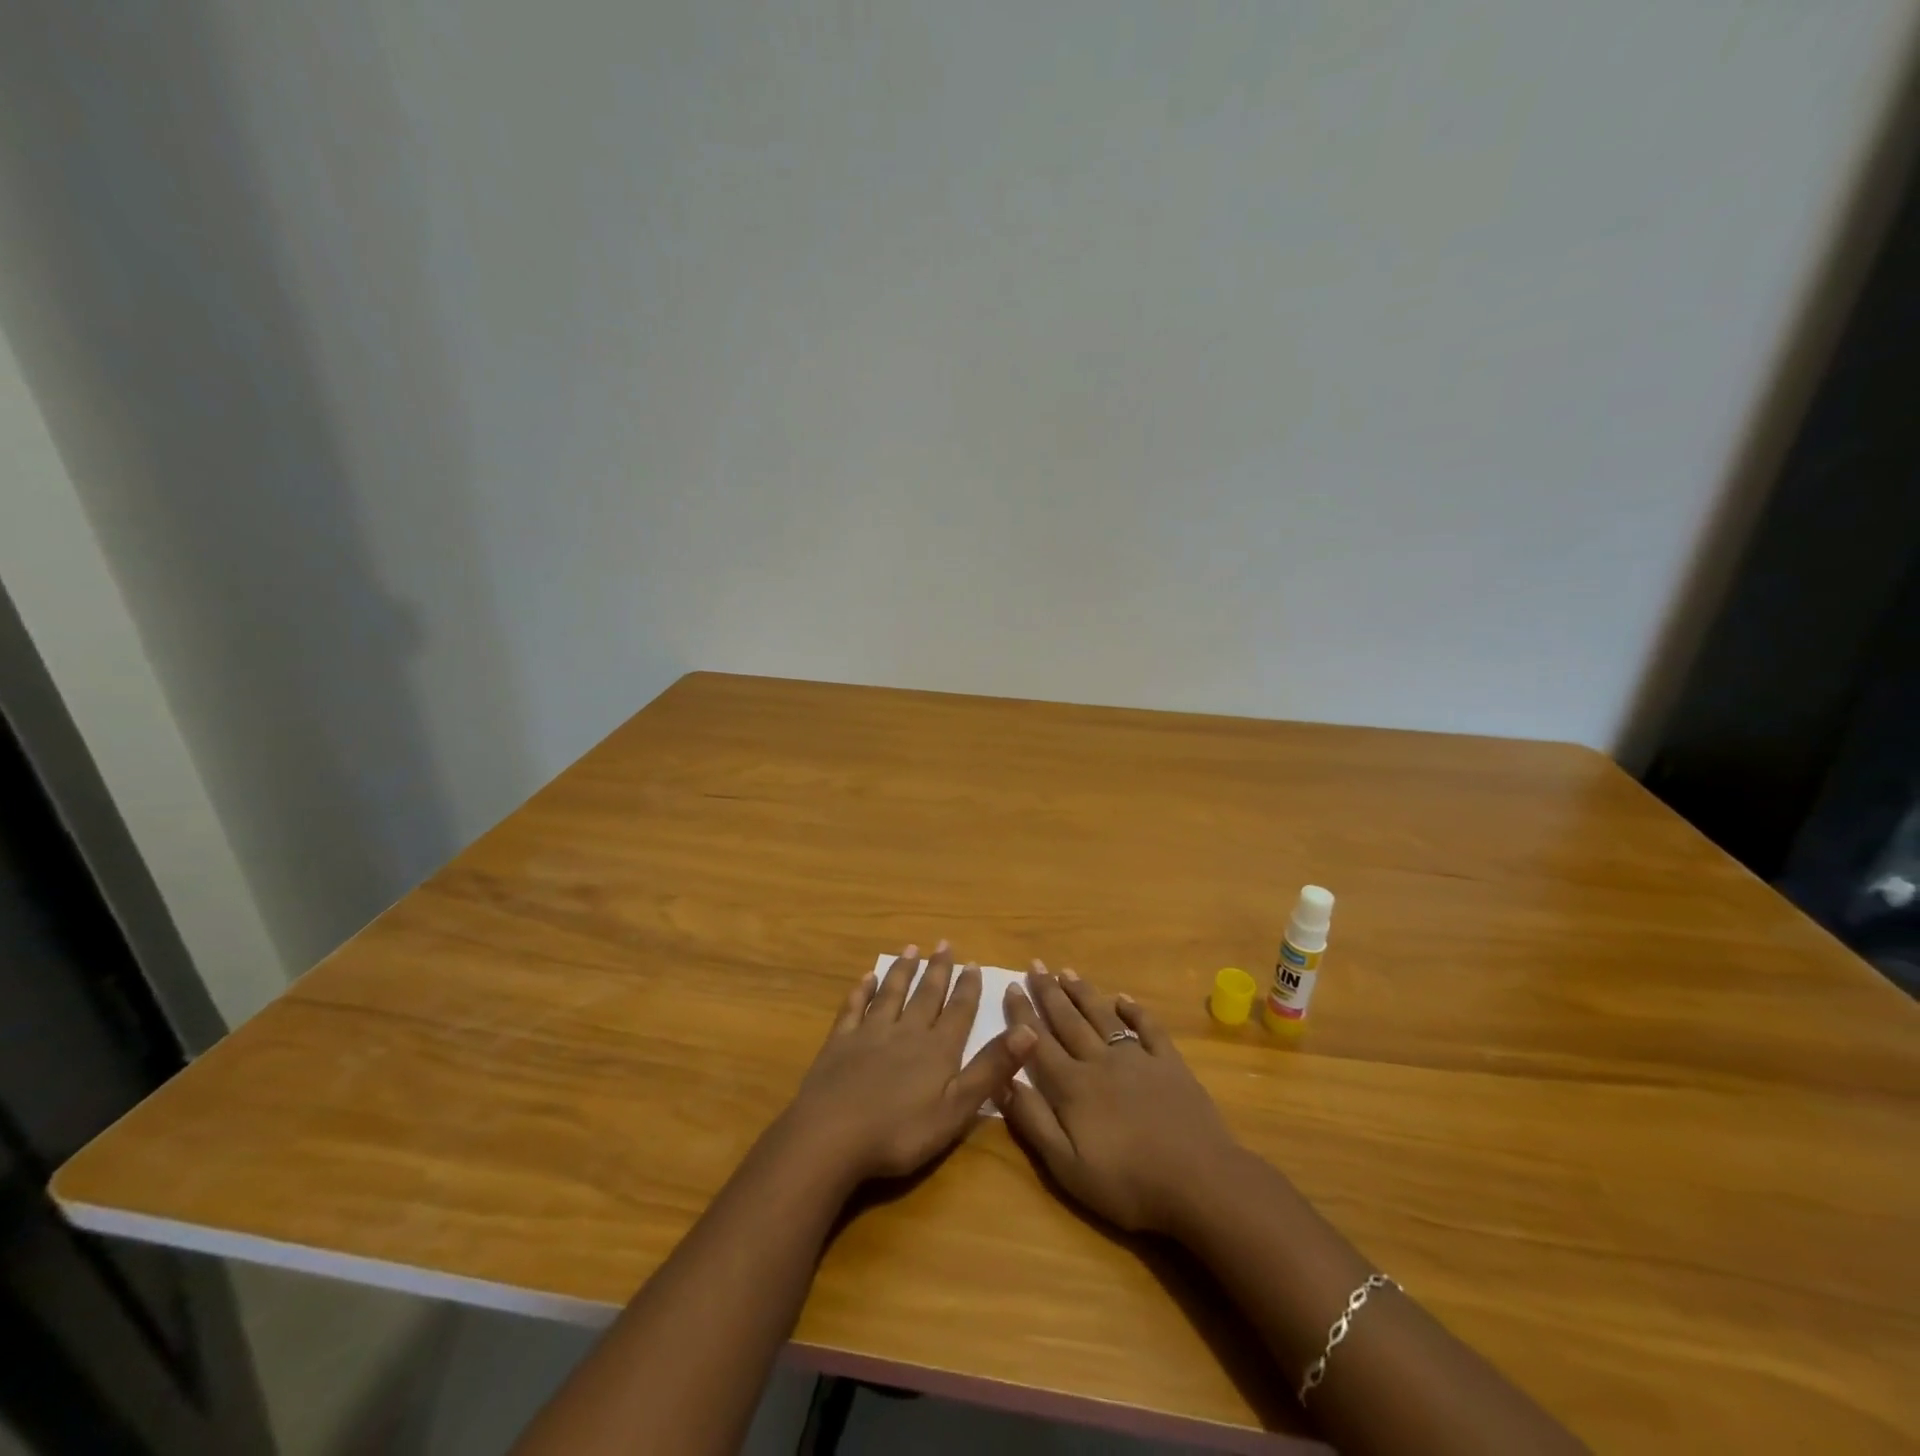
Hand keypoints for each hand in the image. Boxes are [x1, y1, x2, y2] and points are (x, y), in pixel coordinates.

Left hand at [783, 942, 1035, 1186]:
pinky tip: (866, 978)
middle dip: (937, 970)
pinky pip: (853, 1008)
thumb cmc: (900, 1132)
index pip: (958, 1011)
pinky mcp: (839, 1042)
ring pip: (891, 994)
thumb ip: (991, 1069)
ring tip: (911, 950)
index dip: (968, 988)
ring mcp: (870, 1034)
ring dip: (903, 971)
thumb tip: (1029, 1029)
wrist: (831, 1136)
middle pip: (926, 995)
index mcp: (937, 1050)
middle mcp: (906, 1032)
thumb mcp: (957, 1109)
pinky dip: (861, 991)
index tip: (973, 963)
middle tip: (944, 944)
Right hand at [999, 963, 1241, 1233]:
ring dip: (1083, 992)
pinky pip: (1148, 1027)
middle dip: (1048, 992)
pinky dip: (1134, 1010)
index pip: (1038, 1043)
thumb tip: (1002, 1080)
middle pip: (1068, 1021)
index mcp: (1073, 1086)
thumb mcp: (1067, 1166)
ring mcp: (1137, 1059)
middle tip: (1035, 965)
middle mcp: (1100, 1062)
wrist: (1199, 1182)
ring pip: (1102, 1017)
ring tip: (1066, 971)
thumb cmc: (1127, 1183)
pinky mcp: (1169, 1064)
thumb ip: (1034, 1121)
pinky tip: (1123, 998)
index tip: (1010, 987)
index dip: (1022, 1015)